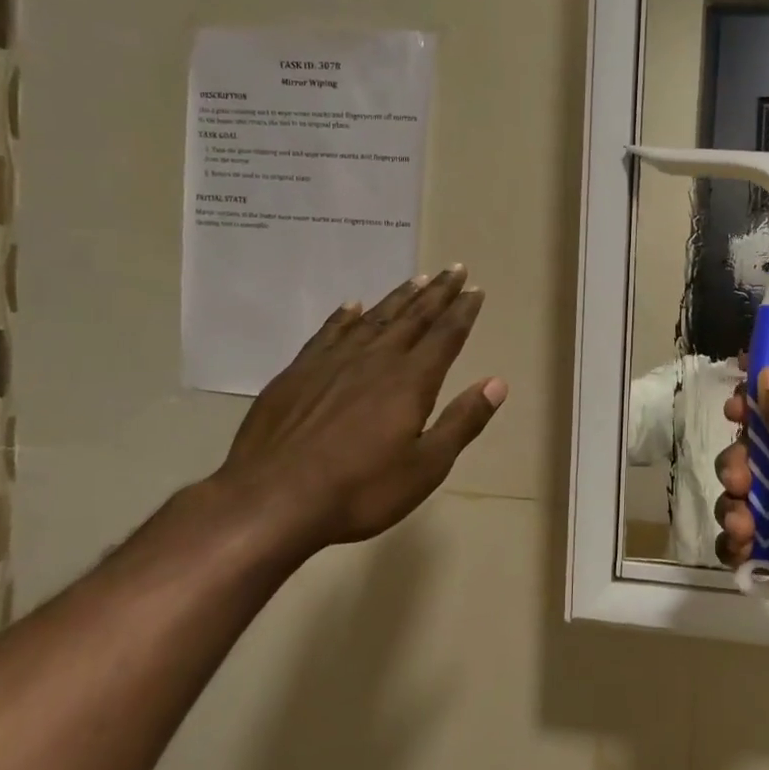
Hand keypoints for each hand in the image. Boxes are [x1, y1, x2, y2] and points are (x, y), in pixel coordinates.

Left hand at [213, 266, 507, 561]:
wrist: (271, 500)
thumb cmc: (360, 490)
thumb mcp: (426, 466)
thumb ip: (462, 421)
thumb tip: (497, 383)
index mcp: (410, 382)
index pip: (445, 336)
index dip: (463, 312)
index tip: (475, 289)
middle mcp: (375, 360)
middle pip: (413, 318)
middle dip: (437, 293)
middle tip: (454, 269)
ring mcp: (332, 363)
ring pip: (374, 319)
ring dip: (398, 298)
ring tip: (416, 279)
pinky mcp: (297, 373)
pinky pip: (328, 333)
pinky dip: (343, 317)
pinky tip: (351, 306)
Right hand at [714, 367, 768, 659]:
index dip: (760, 401)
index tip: (732, 409)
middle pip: (761, 450)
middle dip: (739, 465)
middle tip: (740, 482)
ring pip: (747, 493)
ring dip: (736, 508)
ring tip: (746, 528)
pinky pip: (746, 531)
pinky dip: (740, 540)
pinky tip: (745, 551)